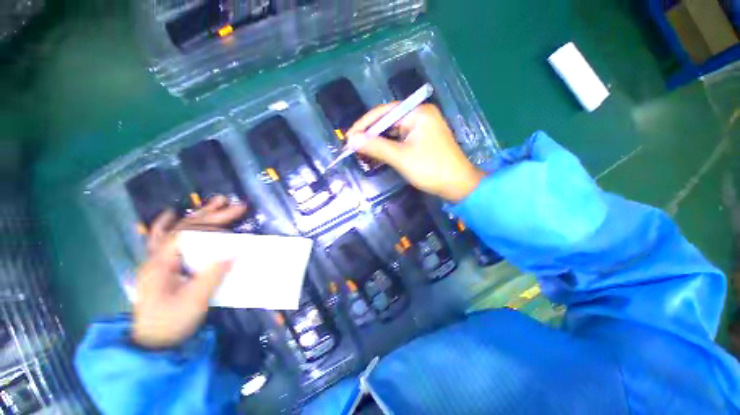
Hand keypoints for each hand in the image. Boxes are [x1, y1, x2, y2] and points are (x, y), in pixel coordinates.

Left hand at [132, 196, 246, 348]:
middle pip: (185, 228)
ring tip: (216, 202)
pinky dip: (166, 225)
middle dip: (211, 215)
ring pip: (176, 230)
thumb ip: (212, 275)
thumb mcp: (194, 302)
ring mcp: (157, 261)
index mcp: (161, 263)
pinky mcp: (162, 267)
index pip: (186, 234)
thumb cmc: (171, 323)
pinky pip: (161, 240)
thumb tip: (234, 253)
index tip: (232, 226)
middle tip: (234, 205)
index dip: (211, 226)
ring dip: (197, 215)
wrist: (152, 344)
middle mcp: (156, 257)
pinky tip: (171, 214)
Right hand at [347, 103, 484, 201]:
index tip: (348, 138)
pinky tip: (377, 154)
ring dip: (378, 142)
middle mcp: (420, 116)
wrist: (458, 186)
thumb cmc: (431, 169)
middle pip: (388, 122)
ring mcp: (422, 128)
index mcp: (418, 113)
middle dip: (370, 135)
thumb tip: (352, 139)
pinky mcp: (422, 140)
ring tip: (361, 152)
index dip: (364, 125)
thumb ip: (376, 146)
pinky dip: (388, 148)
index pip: (384, 113)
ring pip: (393, 132)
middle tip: (353, 146)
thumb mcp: (401, 157)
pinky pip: (400, 140)